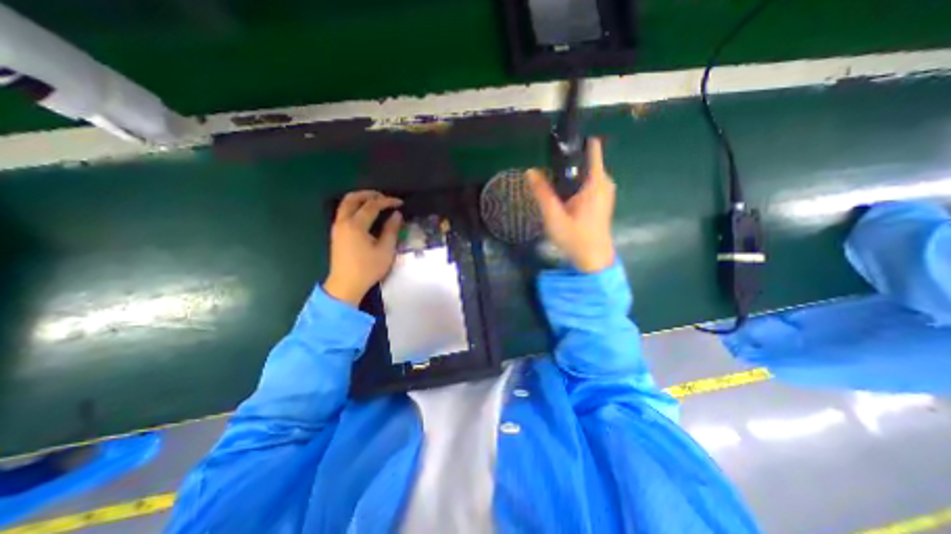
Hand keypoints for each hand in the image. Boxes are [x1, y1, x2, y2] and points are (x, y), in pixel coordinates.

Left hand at [325, 191, 402, 308]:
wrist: (346, 285)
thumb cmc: (368, 268)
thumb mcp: (385, 250)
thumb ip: (391, 230)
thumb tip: (397, 215)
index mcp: (356, 225)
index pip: (372, 206)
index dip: (387, 201)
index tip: (400, 203)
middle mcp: (343, 222)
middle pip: (353, 198)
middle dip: (369, 194)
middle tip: (384, 197)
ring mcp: (337, 227)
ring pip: (345, 204)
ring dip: (361, 199)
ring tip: (376, 203)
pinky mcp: (336, 234)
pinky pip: (344, 212)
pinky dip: (355, 207)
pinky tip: (366, 214)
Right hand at [528, 138, 615, 271]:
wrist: (593, 260)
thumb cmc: (576, 238)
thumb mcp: (554, 216)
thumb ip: (542, 192)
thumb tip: (530, 171)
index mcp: (596, 182)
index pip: (592, 148)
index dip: (576, 141)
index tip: (558, 141)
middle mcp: (604, 182)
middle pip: (584, 161)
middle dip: (565, 163)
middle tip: (545, 173)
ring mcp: (604, 192)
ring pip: (584, 174)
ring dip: (568, 176)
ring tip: (550, 185)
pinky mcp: (601, 201)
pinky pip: (586, 184)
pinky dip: (573, 185)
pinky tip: (561, 198)